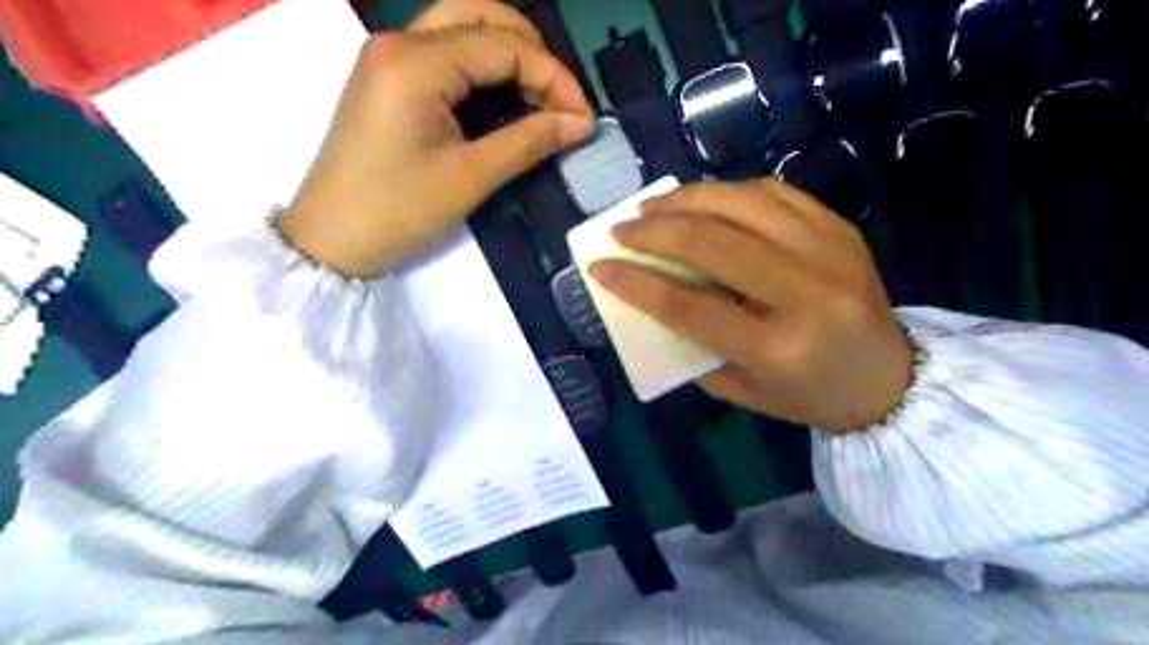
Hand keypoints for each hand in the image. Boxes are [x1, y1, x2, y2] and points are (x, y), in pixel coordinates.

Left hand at [278, 0, 590, 276]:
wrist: (330, 242)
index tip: (583, 118)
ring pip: (461, 28)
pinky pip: (444, 55)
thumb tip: (580, 123)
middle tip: (560, 99)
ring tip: (540, 98)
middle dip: (531, 51)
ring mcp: (389, 59)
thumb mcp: (470, 178)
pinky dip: (482, 69)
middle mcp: (399, 43)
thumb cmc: (398, 211)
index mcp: (417, 62)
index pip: (504, 45)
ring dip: (507, 53)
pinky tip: (504, 100)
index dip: (554, 77)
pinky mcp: (387, 81)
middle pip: (480, 14)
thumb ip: (528, 142)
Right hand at [588, 180, 911, 432]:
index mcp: (778, 348)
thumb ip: (693, 348)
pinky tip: (704, 199)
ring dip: (688, 199)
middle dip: (655, 230)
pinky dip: (730, 191)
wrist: (890, 379)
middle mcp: (805, 293)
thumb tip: (651, 299)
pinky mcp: (841, 229)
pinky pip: (775, 192)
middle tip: (622, 229)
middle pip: (713, 244)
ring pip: (744, 204)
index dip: (636, 283)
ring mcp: (829, 252)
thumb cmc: (808, 396)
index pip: (689, 306)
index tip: (600, 266)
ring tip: (654, 205)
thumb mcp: (742, 391)